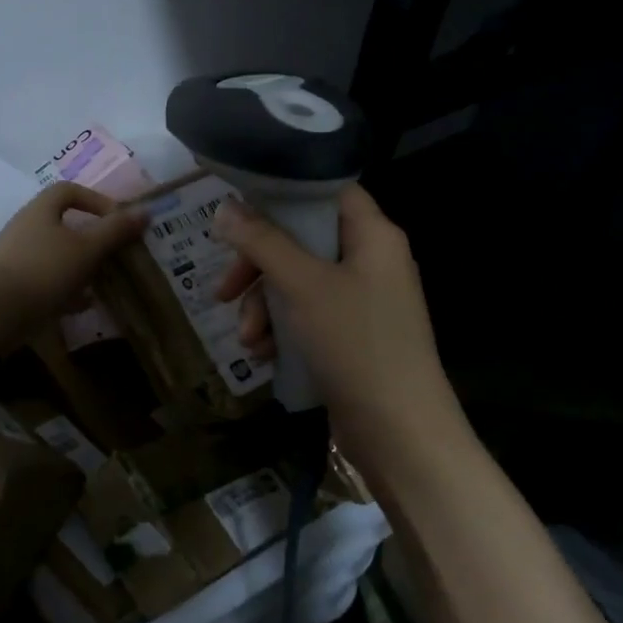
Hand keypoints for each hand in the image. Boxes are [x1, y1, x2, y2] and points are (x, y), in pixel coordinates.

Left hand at [0, 182, 147, 339]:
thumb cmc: (44, 269)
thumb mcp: (86, 248)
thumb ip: (115, 231)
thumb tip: (145, 212)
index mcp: (40, 210)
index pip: (68, 191)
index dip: (95, 199)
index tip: (116, 219)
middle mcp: (26, 229)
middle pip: (62, 224)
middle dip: (90, 237)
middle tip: (113, 251)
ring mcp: (18, 258)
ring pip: (55, 255)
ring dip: (80, 265)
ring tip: (103, 278)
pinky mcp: (14, 286)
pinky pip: (46, 282)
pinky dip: (67, 290)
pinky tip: (84, 304)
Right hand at [214, 184, 467, 485]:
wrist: (399, 431)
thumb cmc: (354, 343)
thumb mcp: (301, 286)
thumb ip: (262, 242)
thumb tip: (226, 207)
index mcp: (372, 235)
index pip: (324, 191)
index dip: (281, 196)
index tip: (238, 213)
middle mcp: (370, 260)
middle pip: (301, 242)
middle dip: (257, 269)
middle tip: (223, 291)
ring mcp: (361, 300)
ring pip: (296, 283)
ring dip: (263, 308)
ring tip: (249, 341)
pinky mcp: (350, 334)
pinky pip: (306, 316)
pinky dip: (281, 330)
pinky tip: (264, 355)